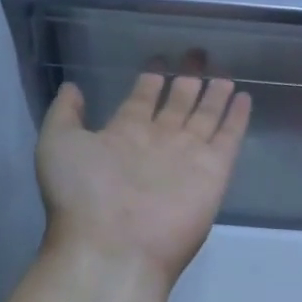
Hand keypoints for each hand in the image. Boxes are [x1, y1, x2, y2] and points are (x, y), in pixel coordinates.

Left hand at [35, 64, 250, 293]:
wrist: (114, 247)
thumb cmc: (82, 194)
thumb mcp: (58, 144)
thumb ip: (66, 113)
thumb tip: (73, 87)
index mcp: (124, 134)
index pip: (143, 98)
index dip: (152, 77)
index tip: (160, 58)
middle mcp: (158, 141)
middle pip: (178, 102)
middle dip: (187, 78)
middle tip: (198, 54)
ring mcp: (188, 155)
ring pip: (205, 115)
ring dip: (214, 94)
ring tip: (224, 72)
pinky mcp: (214, 170)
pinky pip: (229, 136)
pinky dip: (237, 117)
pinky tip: (244, 97)